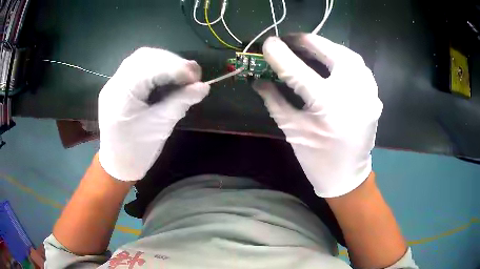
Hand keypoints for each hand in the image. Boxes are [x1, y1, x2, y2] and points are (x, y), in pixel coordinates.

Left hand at [98, 48, 209, 180]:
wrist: (117, 164)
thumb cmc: (137, 152)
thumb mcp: (160, 127)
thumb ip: (181, 103)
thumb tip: (204, 86)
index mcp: (121, 96)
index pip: (149, 69)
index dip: (175, 67)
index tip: (196, 77)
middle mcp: (114, 84)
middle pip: (144, 57)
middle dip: (171, 61)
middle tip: (192, 73)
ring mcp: (114, 83)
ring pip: (141, 59)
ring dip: (164, 62)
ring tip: (182, 73)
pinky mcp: (119, 86)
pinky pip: (138, 67)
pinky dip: (156, 67)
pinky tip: (168, 75)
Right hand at [254, 34, 382, 197]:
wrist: (347, 177)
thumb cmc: (317, 159)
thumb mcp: (292, 130)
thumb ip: (274, 100)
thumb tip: (258, 79)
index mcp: (328, 107)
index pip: (299, 71)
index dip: (280, 54)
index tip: (268, 43)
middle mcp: (352, 96)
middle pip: (332, 54)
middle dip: (309, 41)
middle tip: (292, 40)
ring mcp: (369, 96)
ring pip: (350, 56)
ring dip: (329, 47)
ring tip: (311, 47)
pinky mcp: (374, 98)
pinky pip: (361, 69)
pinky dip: (345, 59)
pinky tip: (333, 62)